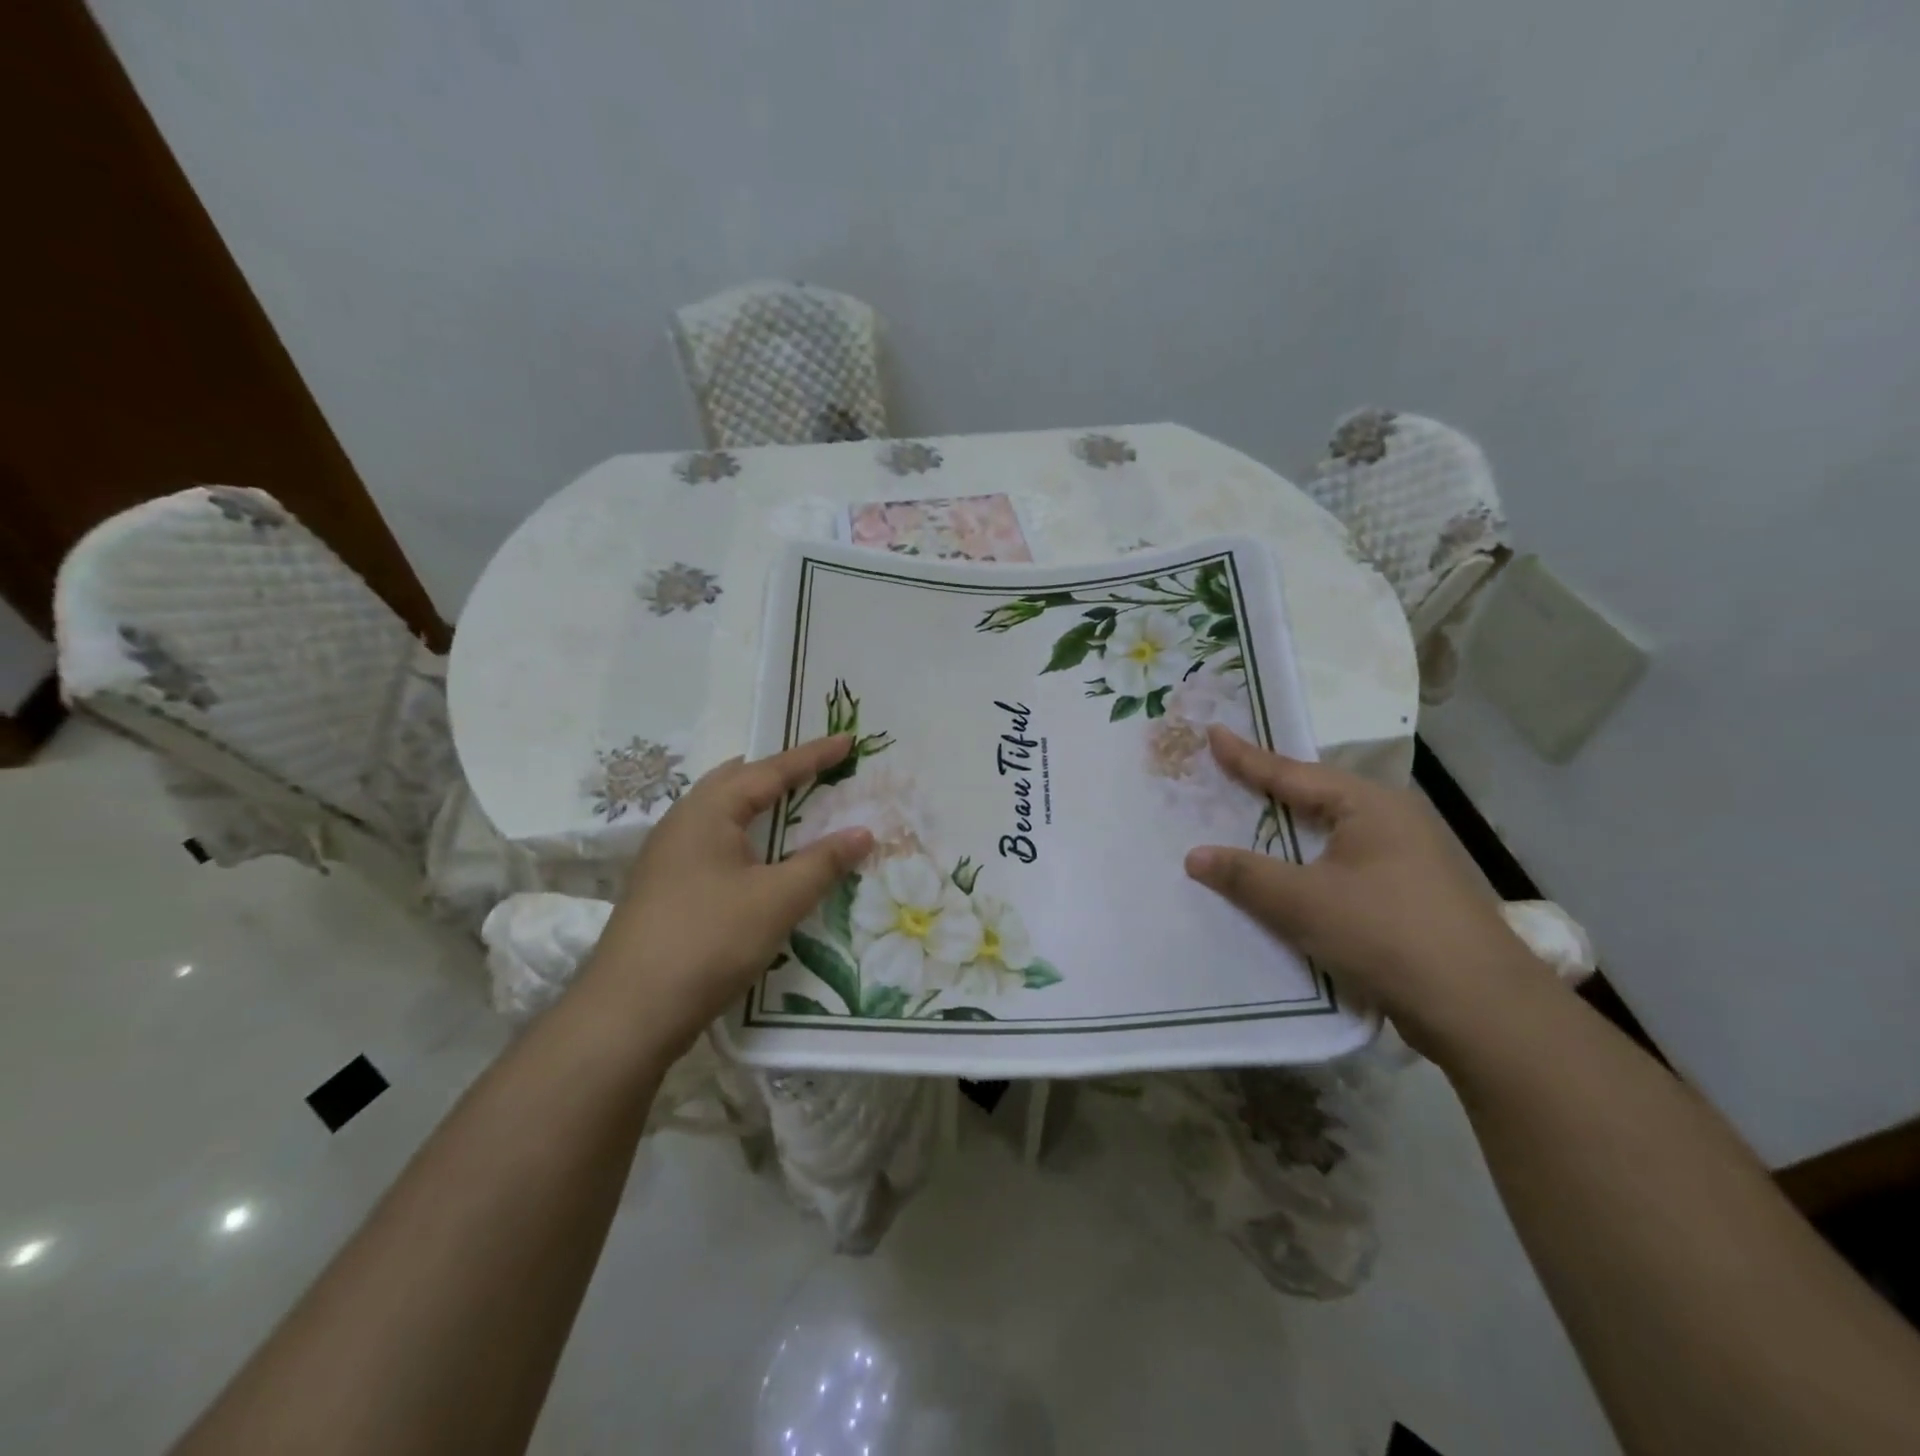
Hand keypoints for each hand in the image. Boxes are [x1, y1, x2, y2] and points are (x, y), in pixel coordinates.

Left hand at [580, 736, 873, 1058]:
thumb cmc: (708, 941)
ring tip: (796, 803)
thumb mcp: (776, 900)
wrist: (629, 1013)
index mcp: (707, 811)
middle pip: (738, 781)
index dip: (813, 756)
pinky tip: (763, 857)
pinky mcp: (667, 886)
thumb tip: (863, 832)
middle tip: (820, 768)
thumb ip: (823, 862)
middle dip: (781, 772)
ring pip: (723, 812)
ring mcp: (669, 855)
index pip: (770, 770)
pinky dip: (748, 835)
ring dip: (762, 804)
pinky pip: (716, 841)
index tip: (849, 740)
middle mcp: (683, 821)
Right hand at [1184, 726, 1546, 1061]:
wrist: (1482, 1010)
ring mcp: (1408, 859)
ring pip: (1331, 835)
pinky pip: (1344, 866)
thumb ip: (1245, 875)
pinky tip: (1289, 878)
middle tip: (1225, 775)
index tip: (1213, 732)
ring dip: (1289, 834)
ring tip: (1248, 823)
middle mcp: (1392, 820)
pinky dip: (1309, 866)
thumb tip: (1194, 856)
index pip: (1291, 772)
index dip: (1245, 756)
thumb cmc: (1386, 934)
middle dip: (1269, 790)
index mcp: (1369, 805)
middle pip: (1314, 798)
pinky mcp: (1411, 896)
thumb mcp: (1302, 903)